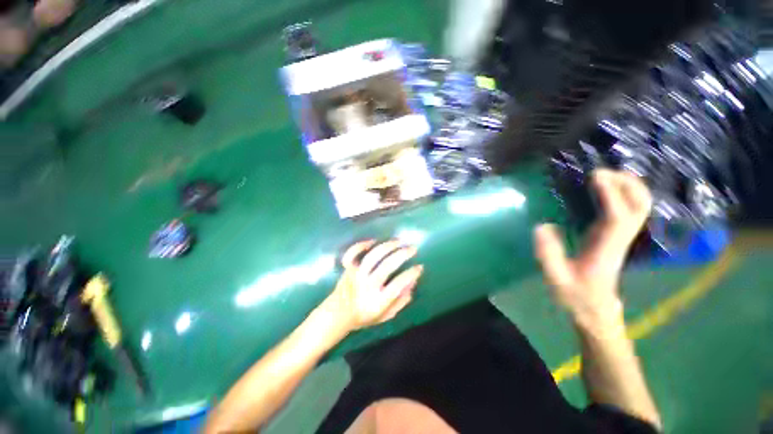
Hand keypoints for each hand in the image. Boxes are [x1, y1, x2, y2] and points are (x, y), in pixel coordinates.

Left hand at [324, 240, 422, 331]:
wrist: (337, 315)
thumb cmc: (364, 316)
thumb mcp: (385, 315)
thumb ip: (400, 302)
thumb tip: (412, 284)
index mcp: (378, 300)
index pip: (398, 284)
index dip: (411, 274)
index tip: (419, 267)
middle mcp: (368, 285)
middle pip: (387, 266)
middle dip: (402, 254)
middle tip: (412, 248)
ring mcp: (356, 275)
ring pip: (373, 256)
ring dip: (387, 246)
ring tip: (398, 241)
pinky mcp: (348, 269)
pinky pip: (352, 254)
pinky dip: (360, 245)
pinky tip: (372, 241)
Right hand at [534, 169, 651, 329]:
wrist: (595, 309)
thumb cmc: (576, 295)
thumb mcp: (556, 278)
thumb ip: (548, 254)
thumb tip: (542, 226)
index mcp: (606, 248)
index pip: (617, 217)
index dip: (610, 194)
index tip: (594, 176)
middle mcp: (619, 238)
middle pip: (640, 206)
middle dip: (627, 184)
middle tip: (602, 172)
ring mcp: (620, 237)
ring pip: (639, 206)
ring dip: (628, 187)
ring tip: (605, 176)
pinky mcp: (615, 236)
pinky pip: (628, 209)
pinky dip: (622, 194)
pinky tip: (605, 189)